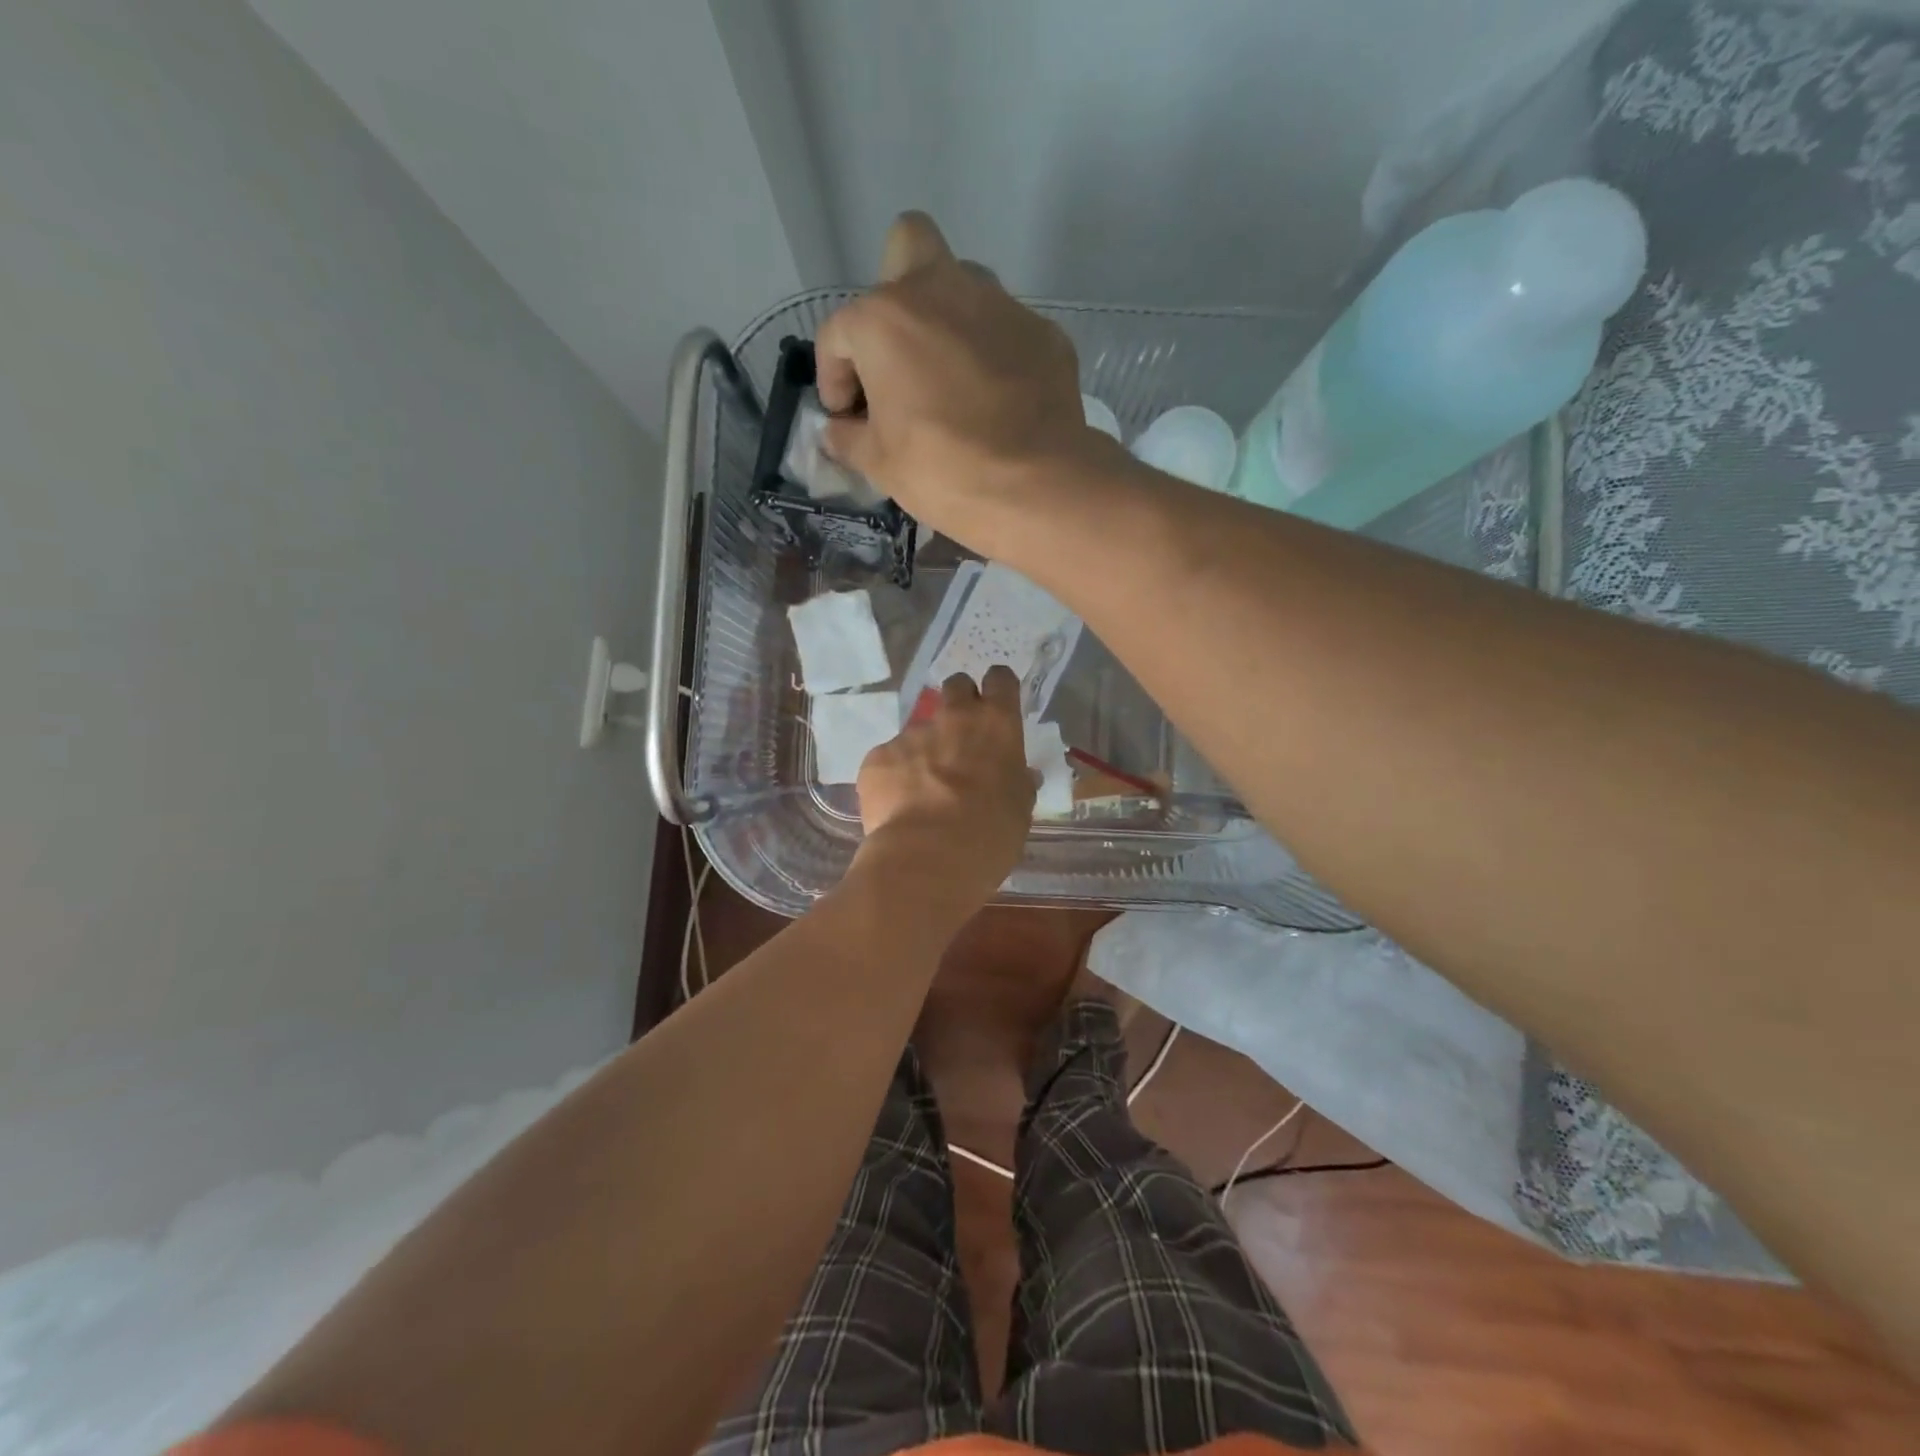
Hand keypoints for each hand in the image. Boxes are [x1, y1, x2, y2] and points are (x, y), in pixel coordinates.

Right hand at [815, 213, 1113, 544]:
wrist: (1035, 485)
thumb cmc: (942, 471)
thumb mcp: (879, 464)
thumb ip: (848, 437)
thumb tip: (839, 430)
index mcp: (885, 319)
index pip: (838, 334)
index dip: (833, 378)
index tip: (845, 417)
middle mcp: (940, 290)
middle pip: (907, 248)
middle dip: (894, 290)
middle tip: (898, 353)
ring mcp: (999, 304)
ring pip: (964, 284)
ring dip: (948, 320)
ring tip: (950, 379)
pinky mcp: (1042, 331)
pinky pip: (1006, 330)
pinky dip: (993, 355)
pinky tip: (997, 401)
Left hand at [853, 665, 1035, 912]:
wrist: (928, 858)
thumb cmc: (990, 835)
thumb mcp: (1019, 808)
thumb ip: (1017, 782)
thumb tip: (1020, 775)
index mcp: (996, 724)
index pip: (1000, 679)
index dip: (998, 689)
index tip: (996, 705)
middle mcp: (953, 718)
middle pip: (955, 686)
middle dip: (959, 703)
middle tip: (960, 740)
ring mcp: (910, 735)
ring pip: (919, 732)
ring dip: (924, 753)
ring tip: (924, 794)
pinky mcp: (878, 757)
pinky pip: (889, 760)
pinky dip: (895, 778)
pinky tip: (899, 809)